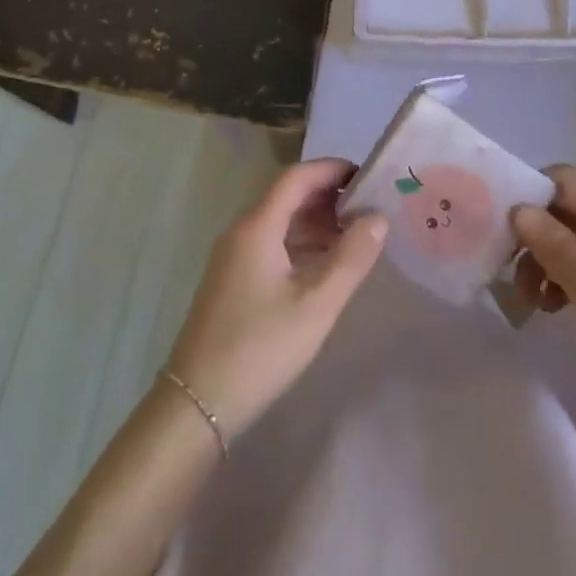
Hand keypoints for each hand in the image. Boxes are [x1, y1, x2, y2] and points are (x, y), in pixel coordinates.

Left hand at [165, 158, 386, 439]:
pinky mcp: (232, 280)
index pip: (297, 177)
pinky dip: (300, 244)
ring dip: (315, 222)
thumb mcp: (315, 306)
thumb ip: (351, 259)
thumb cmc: (260, 349)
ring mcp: (233, 256)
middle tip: (368, 208)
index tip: (367, 176)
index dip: (331, 170)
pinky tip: (324, 266)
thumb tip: (378, 218)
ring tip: (355, 237)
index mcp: (257, 226)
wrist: (197, 405)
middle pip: (287, 196)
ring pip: (279, 222)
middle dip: (328, 197)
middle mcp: (241, 231)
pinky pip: (270, 244)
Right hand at [511, 165, 575, 428]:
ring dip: (548, 260)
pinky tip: (557, 307)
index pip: (561, 177)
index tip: (502, 232)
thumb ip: (554, 246)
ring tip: (533, 301)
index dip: (528, 196)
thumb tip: (519, 210)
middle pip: (566, 207)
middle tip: (512, 276)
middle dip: (534, 235)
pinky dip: (568, 277)